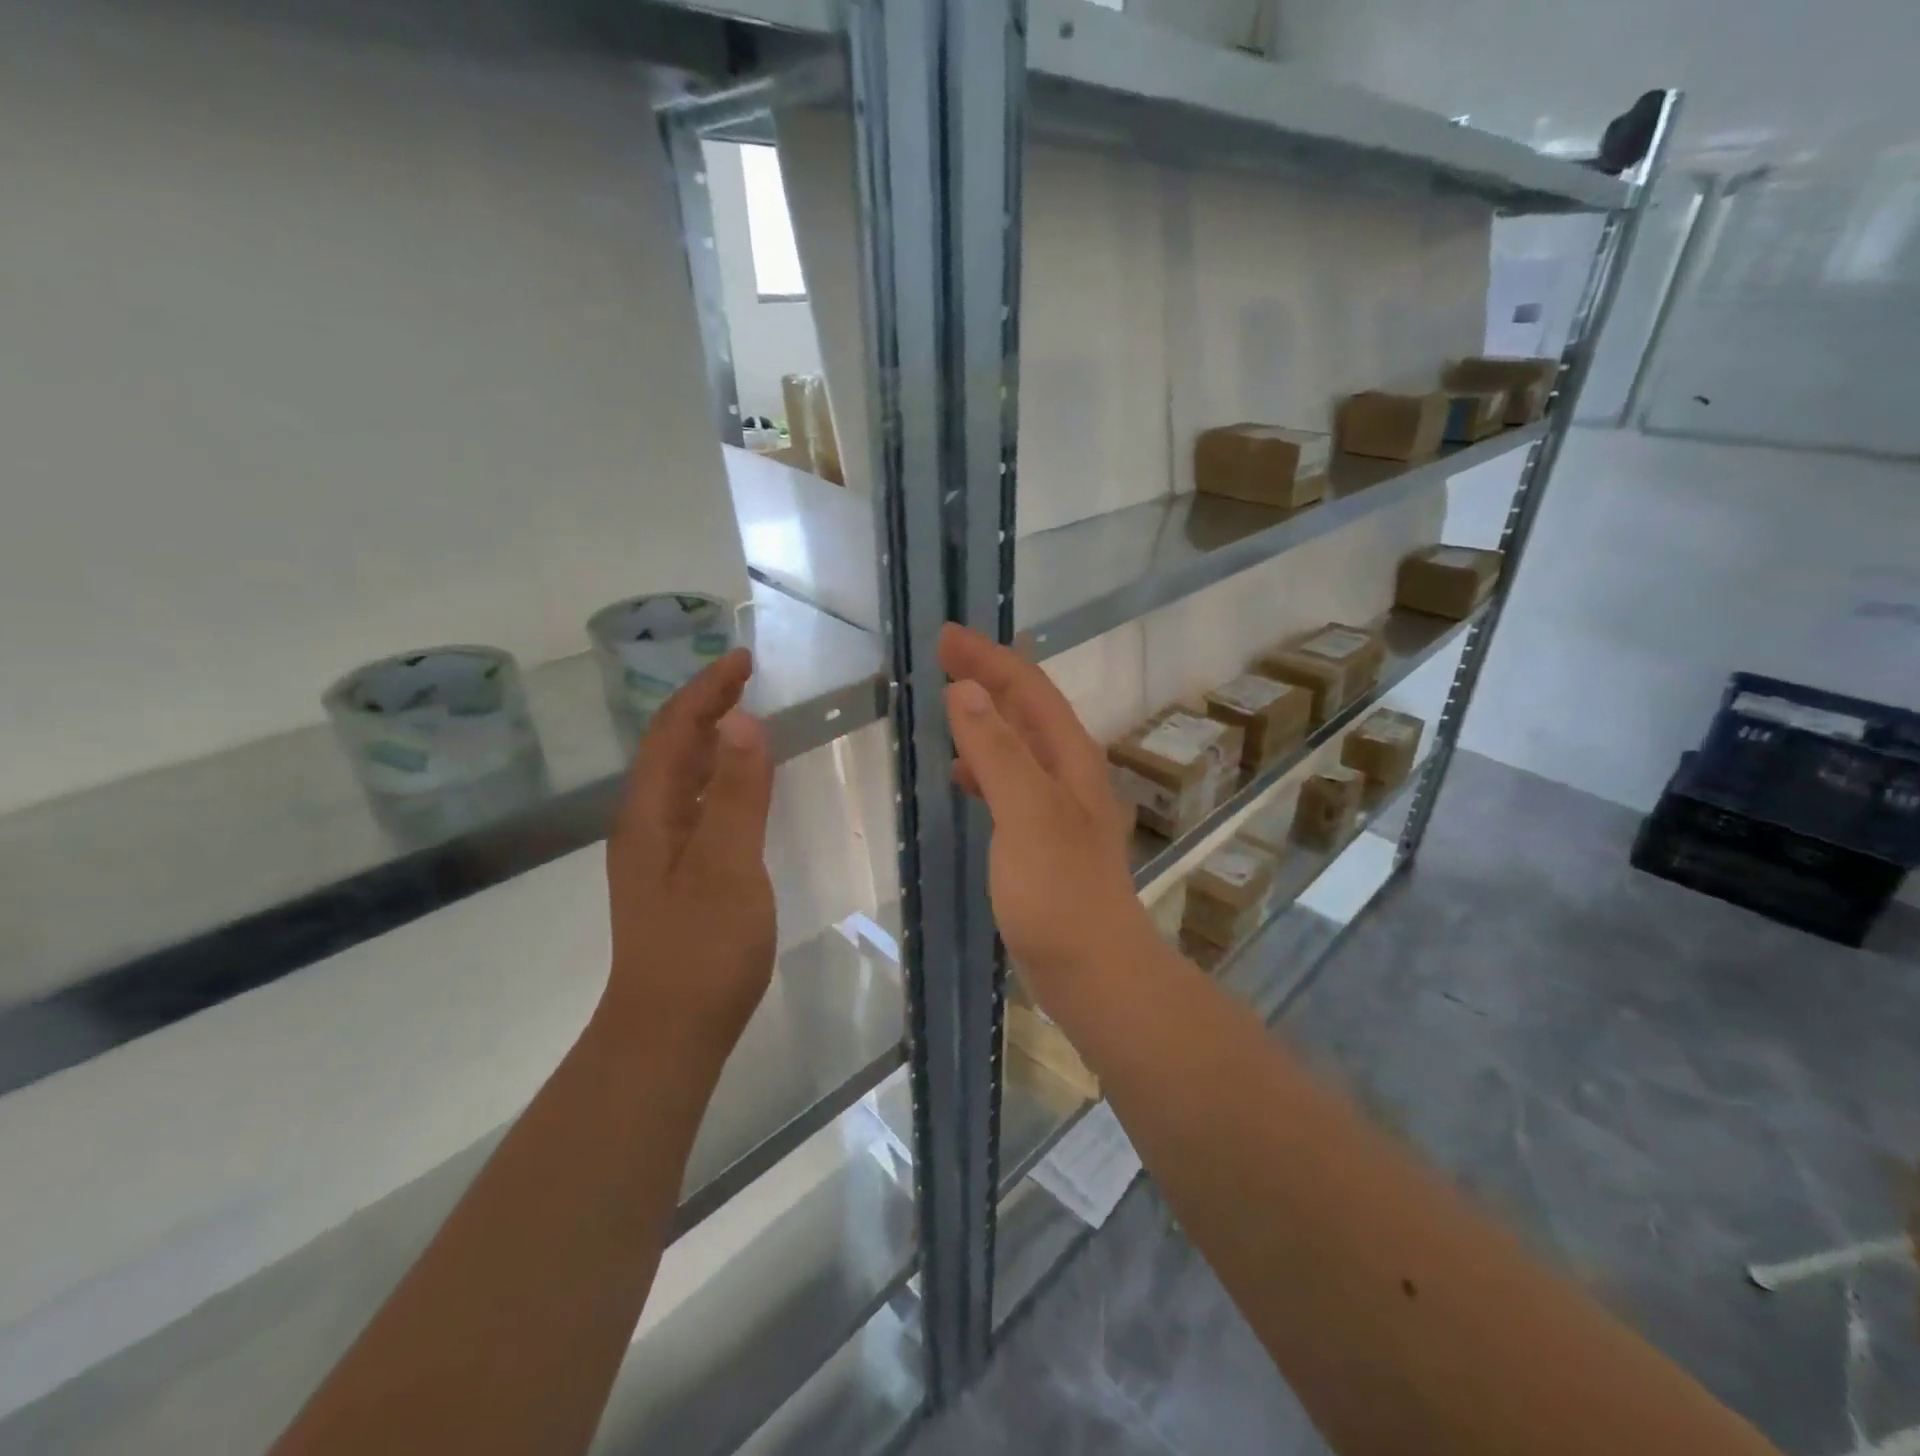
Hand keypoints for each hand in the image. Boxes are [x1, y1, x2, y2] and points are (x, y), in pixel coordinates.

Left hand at [602, 649, 776, 1054]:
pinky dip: (719, 779)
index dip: (706, 691)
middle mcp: (646, 826)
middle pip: (671, 749)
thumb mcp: (727, 866)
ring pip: (681, 778)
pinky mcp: (676, 878)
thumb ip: (737, 794)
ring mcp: (658, 855)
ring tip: (745, 718)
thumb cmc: (702, 949)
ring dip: (709, 740)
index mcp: (651, 815)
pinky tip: (742, 789)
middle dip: (705, 706)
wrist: (669, 1034)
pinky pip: (696, 807)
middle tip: (746, 678)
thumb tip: (742, 720)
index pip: (674, 732)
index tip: (743, 660)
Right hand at [939, 624, 1157, 1004]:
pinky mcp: (1042, 838)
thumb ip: (998, 752)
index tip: (946, 636)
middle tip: (942, 658)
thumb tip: (967, 690)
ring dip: (985, 718)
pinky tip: (962, 776)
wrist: (1094, 971)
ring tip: (947, 705)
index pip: (1029, 689)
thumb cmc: (1060, 892)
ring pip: (1018, 744)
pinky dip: (984, 765)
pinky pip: (1009, 781)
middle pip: (1027, 709)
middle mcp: (1068, 773)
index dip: (989, 658)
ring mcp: (1057, 807)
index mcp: (1069, 758)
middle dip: (987, 677)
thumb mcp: (1026, 814)